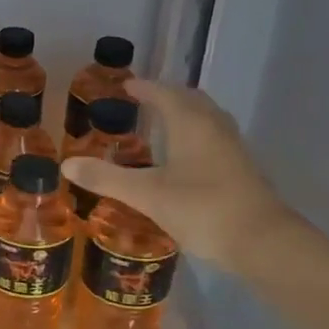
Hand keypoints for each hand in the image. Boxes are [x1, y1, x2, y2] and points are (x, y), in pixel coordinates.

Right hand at [61, 79, 292, 271]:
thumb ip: (107, 178)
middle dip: (167, 96)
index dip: (145, 88)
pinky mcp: (241, 171)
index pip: (165, 95)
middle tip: (144, 100)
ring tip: (162, 124)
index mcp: (192, 124)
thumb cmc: (202, 209)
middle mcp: (214, 129)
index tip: (126, 85)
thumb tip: (66, 164)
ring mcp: (232, 150)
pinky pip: (214, 139)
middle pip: (191, 101)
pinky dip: (195, 136)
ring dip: (185, 115)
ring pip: (206, 119)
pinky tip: (184, 158)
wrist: (262, 242)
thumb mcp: (146, 195)